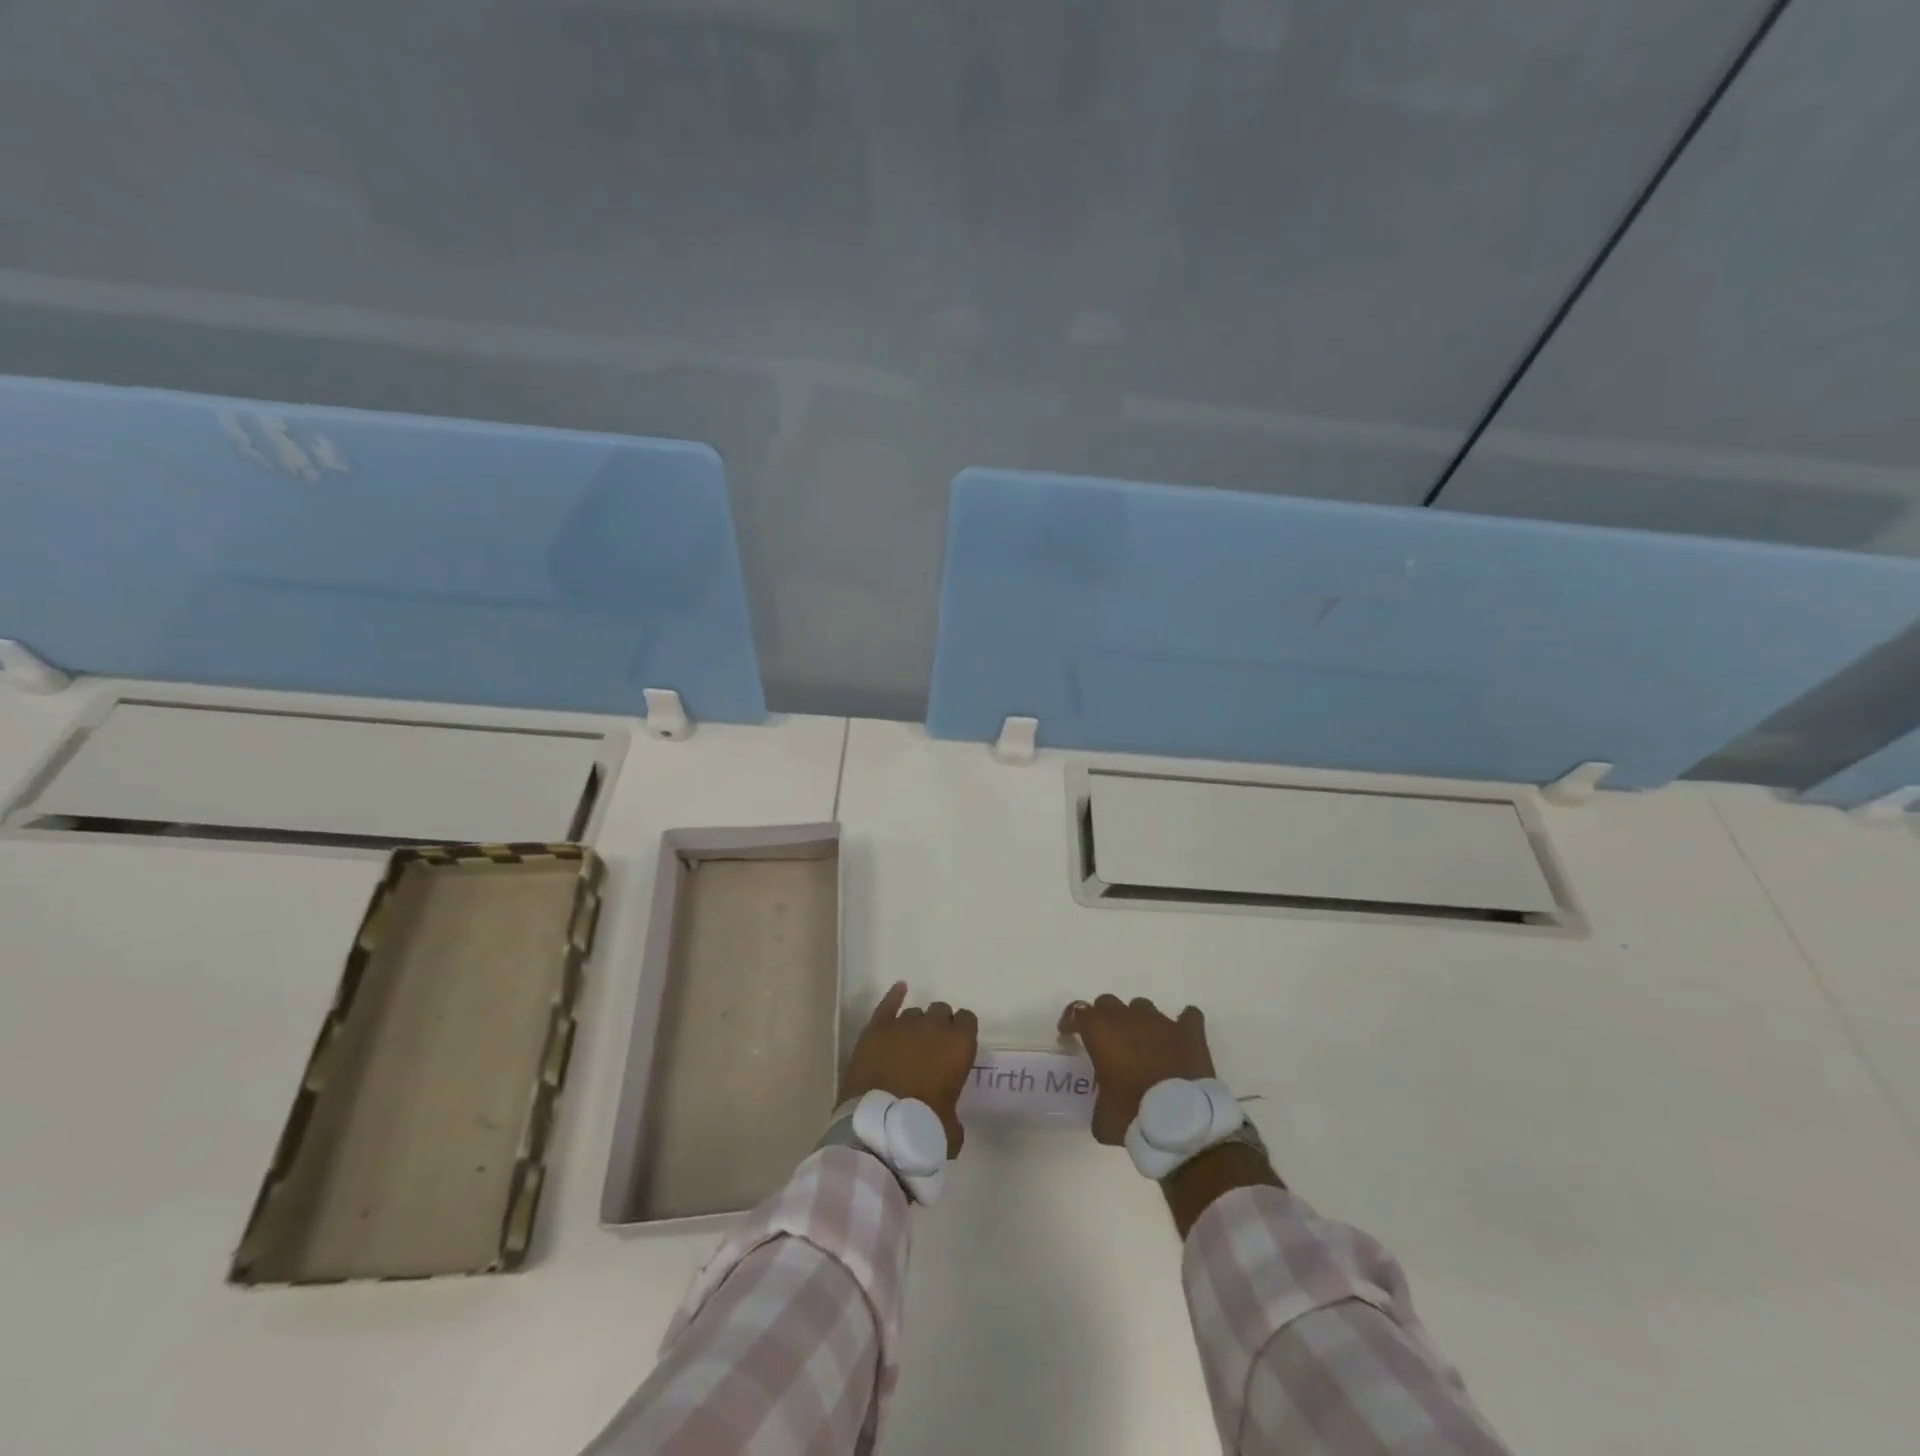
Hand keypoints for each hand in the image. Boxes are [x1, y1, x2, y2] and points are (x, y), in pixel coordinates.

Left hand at [840, 982, 978, 1157]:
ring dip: (916, 1024)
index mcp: (959, 1045)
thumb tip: (947, 1120)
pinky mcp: (877, 1028)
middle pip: (941, 1011)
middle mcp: (934, 1027)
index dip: (962, 1032)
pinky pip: (888, 1004)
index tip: (956, 1047)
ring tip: (909, 1043)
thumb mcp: (951, 1131)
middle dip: (939, 1025)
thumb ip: (953, 1115)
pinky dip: (894, 997)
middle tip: (932, 1048)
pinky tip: (899, 990)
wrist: (879, 1126)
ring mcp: (904, 1024)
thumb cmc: (922, 1128)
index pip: (967, 1020)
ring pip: (915, 1012)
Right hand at [1058, 994, 1215, 1145]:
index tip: (1068, 1035)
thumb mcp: (1102, 1118)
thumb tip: (1105, 1106)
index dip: (1071, 1022)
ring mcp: (1161, 1022)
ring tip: (1141, 1042)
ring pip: (1142, 1006)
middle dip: (1104, 1018)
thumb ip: (1098, 1102)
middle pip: (1108, 1003)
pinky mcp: (1189, 1032)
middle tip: (1106, 1041)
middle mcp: (1128, 1018)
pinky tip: (1181, 1036)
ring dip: (1138, 1021)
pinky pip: (1188, 1017)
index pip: (1078, 1012)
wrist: (1181, 1122)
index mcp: (1101, 1033)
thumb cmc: (1134, 1116)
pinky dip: (1183, 1024)